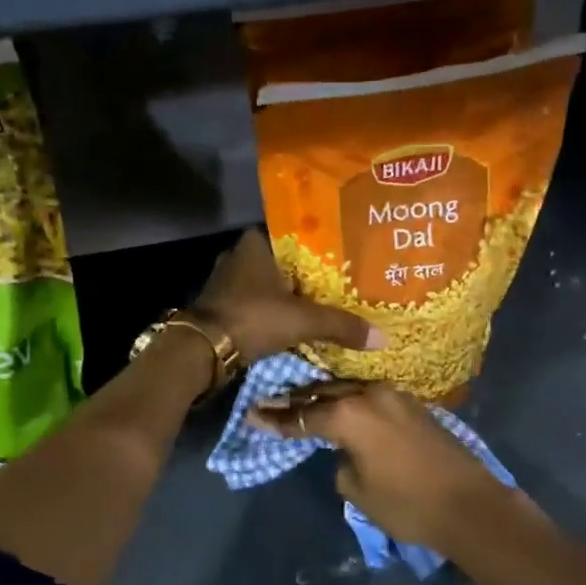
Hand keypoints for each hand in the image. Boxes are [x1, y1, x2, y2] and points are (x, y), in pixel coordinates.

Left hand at [193, 231, 383, 364]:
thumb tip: (382, 338)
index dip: (319, 245)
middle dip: (307, 273)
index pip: (295, 234)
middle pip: (284, 262)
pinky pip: (257, 303)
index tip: (343, 256)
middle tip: (340, 282)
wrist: (203, 350)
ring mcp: (227, 282)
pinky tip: (294, 321)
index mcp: (256, 243)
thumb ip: (341, 325)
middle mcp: (238, 256)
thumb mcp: (303, 320)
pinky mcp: (222, 306)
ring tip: (322, 303)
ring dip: (289, 294)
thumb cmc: (253, 318)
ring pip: (269, 284)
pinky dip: (274, 311)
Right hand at [249, 381, 511, 557]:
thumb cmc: (407, 504)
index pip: (303, 415)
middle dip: (297, 400)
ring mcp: (395, 396)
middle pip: (324, 393)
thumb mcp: (357, 490)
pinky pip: (370, 398)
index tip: (252, 414)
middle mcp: (370, 395)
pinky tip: (341, 409)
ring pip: (349, 391)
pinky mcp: (413, 405)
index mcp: (350, 414)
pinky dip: (351, 403)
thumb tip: (346, 450)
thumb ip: (340, 461)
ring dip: (325, 398)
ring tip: (302, 403)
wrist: (470, 505)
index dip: (276, 419)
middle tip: (270, 403)